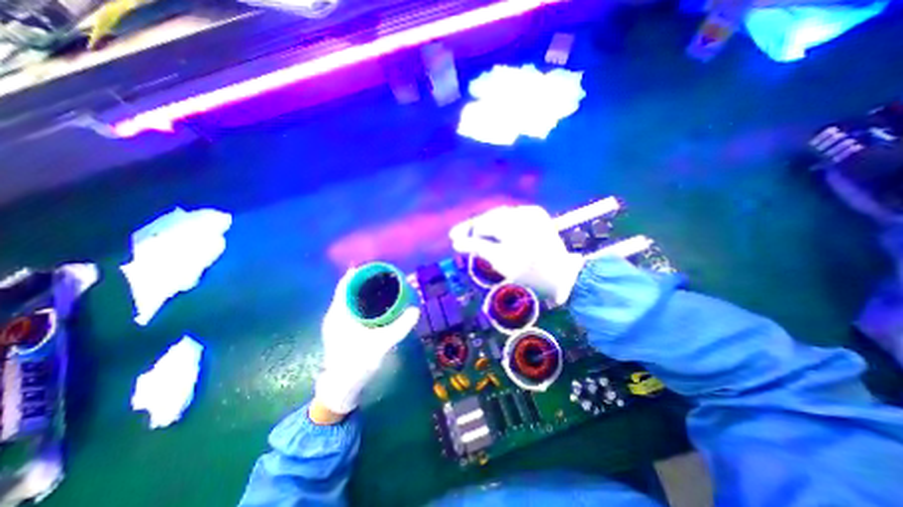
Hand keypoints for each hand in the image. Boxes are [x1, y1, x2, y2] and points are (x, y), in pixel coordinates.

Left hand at [316, 270, 419, 414]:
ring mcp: (336, 322)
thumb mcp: (381, 345)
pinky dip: (362, 301)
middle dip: (364, 280)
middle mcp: (335, 314)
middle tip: (384, 275)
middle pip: (348, 289)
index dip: (358, 273)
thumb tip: (416, 310)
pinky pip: (350, 307)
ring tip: (382, 286)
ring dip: (363, 290)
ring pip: (349, 299)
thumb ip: (399, 328)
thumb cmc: (357, 364)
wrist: (341, 388)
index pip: (345, 285)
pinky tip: (375, 304)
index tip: (374, 266)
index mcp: (339, 314)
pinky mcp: (340, 329)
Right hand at [449, 204, 586, 305]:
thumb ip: (477, 247)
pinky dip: (501, 223)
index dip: (467, 231)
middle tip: (461, 235)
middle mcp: (522, 212)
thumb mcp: (500, 261)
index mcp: (513, 223)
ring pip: (501, 215)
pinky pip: (513, 216)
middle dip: (475, 226)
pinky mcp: (538, 216)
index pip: (483, 223)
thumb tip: (456, 242)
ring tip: (475, 233)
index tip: (453, 237)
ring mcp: (532, 212)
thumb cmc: (529, 272)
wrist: (561, 276)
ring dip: (487, 224)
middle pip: (490, 216)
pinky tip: (494, 230)